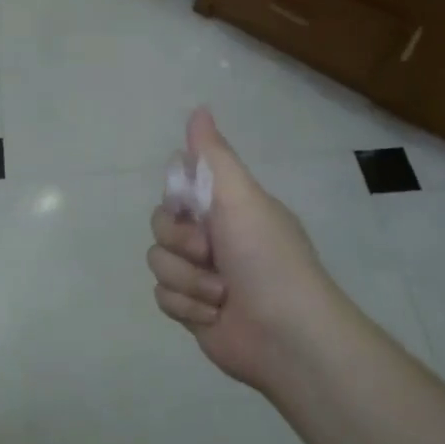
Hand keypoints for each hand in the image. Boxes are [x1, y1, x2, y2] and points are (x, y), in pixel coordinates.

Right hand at [148, 108, 350, 394]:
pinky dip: (187, 306)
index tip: (192, 207)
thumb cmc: (266, 257)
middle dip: (181, 242)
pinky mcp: (191, 309)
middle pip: (160, 224)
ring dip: (187, 280)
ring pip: (158, 262)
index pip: (178, 188)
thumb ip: (213, 156)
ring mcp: (200, 275)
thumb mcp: (241, 197)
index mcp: (226, 207)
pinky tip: (213, 315)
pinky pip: (162, 296)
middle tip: (210, 252)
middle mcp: (212, 237)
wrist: (286, 335)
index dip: (178, 200)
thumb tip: (199, 108)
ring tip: (220, 295)